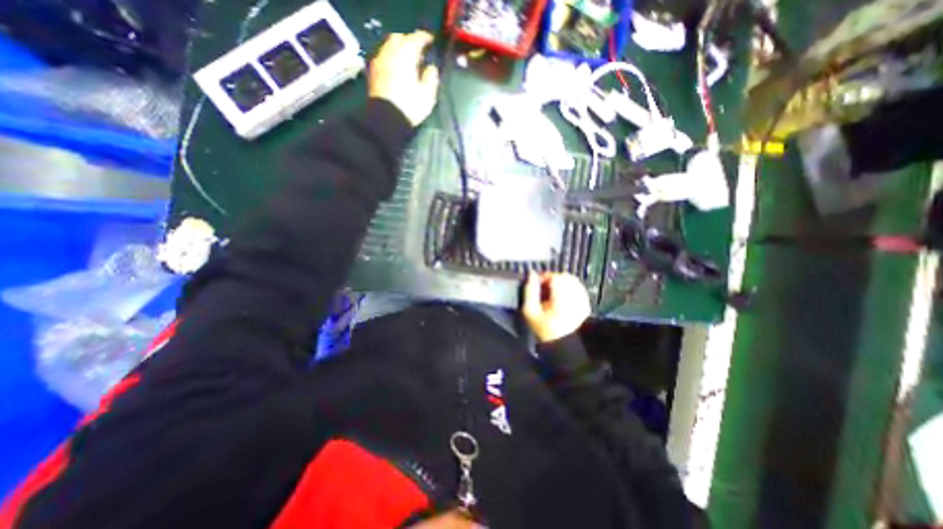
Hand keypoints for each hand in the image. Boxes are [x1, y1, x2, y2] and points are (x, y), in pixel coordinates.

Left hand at [367, 30, 441, 125]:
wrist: (386, 120)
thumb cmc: (409, 107)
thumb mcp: (428, 95)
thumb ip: (431, 77)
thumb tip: (431, 68)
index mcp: (405, 55)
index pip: (416, 38)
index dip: (425, 38)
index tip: (431, 42)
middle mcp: (390, 53)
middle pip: (399, 38)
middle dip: (409, 41)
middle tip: (419, 52)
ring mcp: (379, 61)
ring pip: (389, 46)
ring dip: (399, 49)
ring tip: (407, 62)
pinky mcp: (373, 72)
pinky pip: (383, 57)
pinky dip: (391, 58)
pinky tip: (396, 69)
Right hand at [524, 273, 586, 341]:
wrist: (562, 345)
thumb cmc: (543, 329)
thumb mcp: (530, 311)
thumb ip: (529, 290)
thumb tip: (532, 274)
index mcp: (561, 298)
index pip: (554, 276)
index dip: (543, 277)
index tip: (536, 284)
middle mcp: (575, 297)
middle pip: (564, 276)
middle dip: (552, 279)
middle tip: (543, 289)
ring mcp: (582, 300)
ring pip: (572, 280)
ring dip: (561, 282)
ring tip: (552, 293)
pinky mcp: (586, 304)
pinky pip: (578, 288)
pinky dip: (570, 288)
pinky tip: (562, 296)